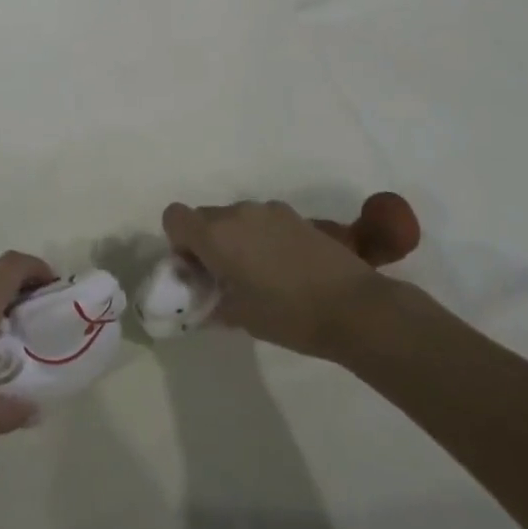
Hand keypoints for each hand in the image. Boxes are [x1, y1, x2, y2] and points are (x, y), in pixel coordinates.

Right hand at [160, 193, 420, 358]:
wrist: (353, 306)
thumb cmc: (287, 315)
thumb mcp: (239, 317)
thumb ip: (212, 301)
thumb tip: (205, 298)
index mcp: (215, 235)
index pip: (174, 216)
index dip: (178, 241)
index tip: (197, 268)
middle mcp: (237, 213)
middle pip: (205, 216)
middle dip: (207, 241)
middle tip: (226, 276)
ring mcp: (269, 211)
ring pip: (236, 217)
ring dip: (236, 238)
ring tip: (260, 273)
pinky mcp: (296, 216)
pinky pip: (263, 220)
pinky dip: (262, 236)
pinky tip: (285, 267)